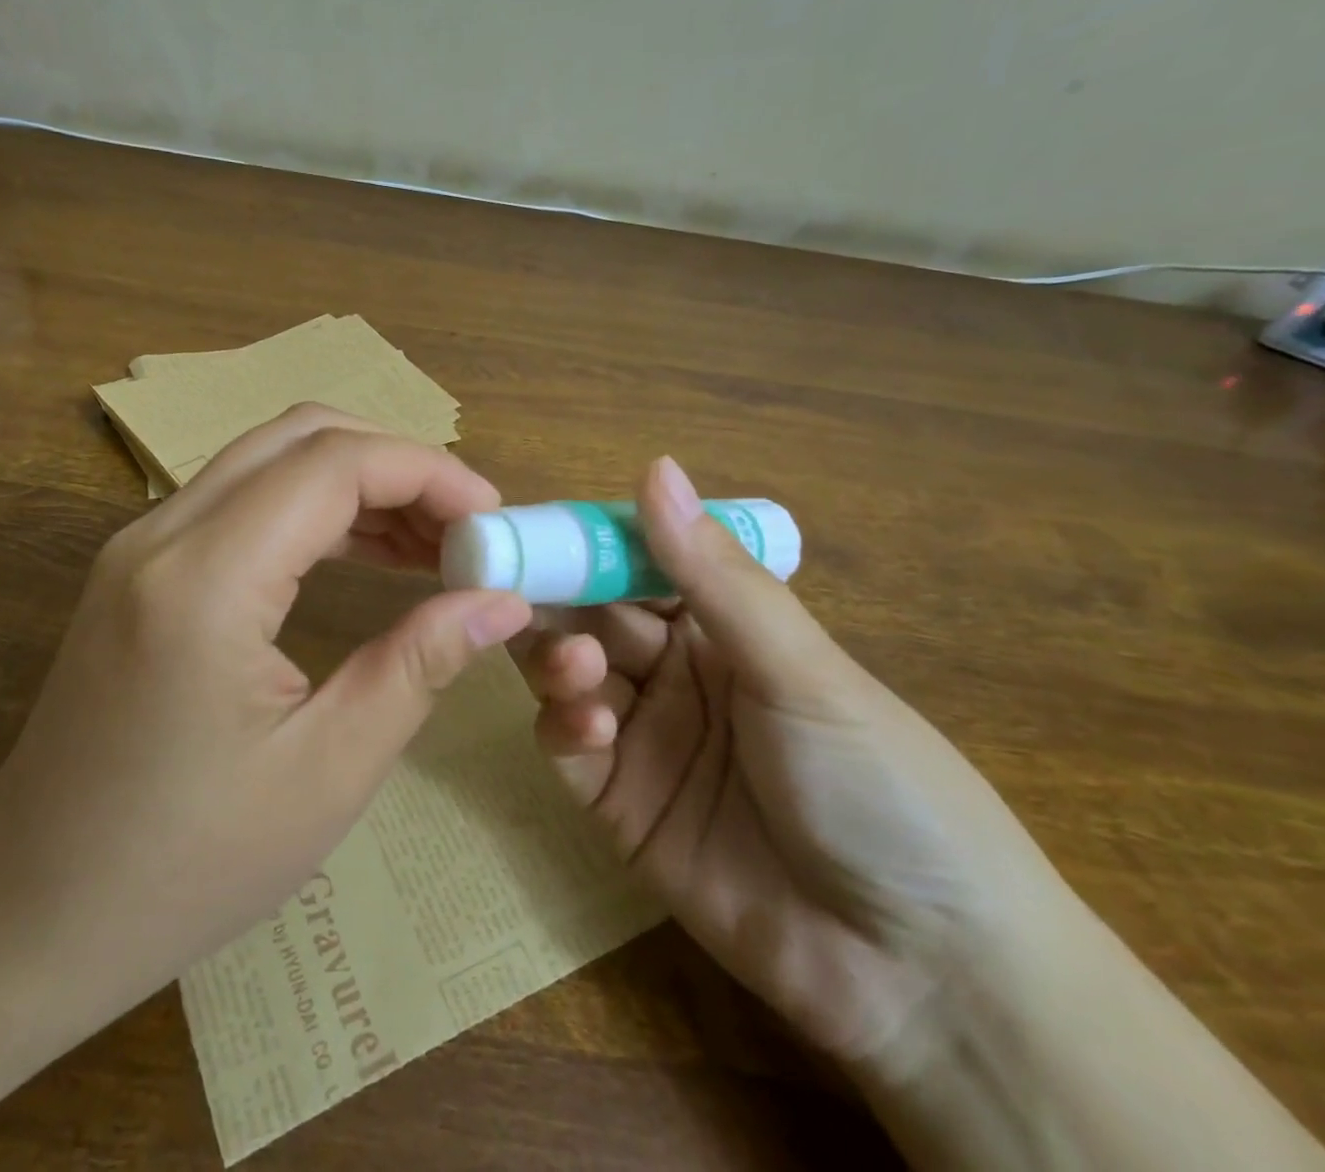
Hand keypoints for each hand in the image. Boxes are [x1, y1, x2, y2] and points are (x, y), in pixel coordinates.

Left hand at [0, 406, 531, 1052]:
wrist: (30, 908)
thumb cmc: (184, 865)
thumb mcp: (327, 773)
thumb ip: (418, 665)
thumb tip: (500, 600)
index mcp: (205, 579)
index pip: (333, 464)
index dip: (427, 472)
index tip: (494, 519)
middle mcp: (163, 532)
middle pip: (300, 437)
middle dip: (396, 464)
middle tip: (465, 527)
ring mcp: (141, 542)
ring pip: (269, 459)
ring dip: (356, 483)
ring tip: (430, 543)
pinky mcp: (139, 566)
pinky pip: (241, 500)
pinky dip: (312, 509)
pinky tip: (362, 552)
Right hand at [517, 458, 1070, 1070]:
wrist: (924, 975)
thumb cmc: (880, 787)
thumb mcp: (801, 671)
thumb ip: (715, 575)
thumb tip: (655, 466)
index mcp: (722, 627)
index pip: (636, 563)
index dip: (587, 542)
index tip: (533, 526)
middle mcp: (674, 672)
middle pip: (590, 615)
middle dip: (557, 598)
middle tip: (516, 589)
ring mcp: (642, 737)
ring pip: (568, 674)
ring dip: (558, 659)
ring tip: (577, 668)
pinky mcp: (616, 803)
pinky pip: (567, 747)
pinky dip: (564, 727)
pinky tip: (590, 731)